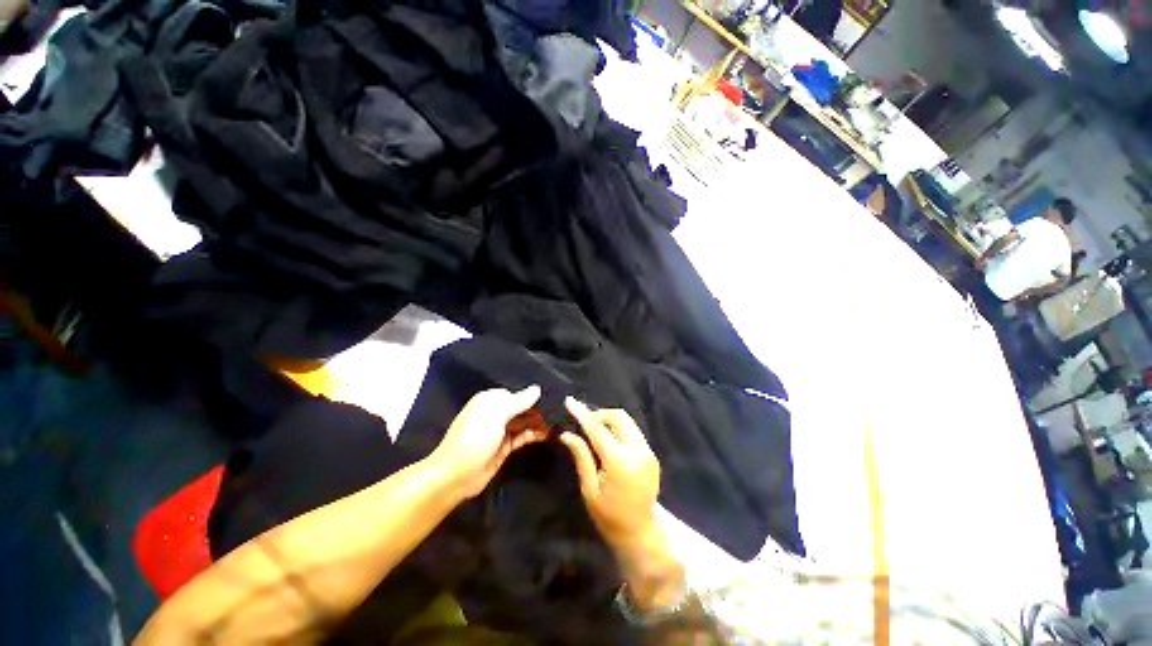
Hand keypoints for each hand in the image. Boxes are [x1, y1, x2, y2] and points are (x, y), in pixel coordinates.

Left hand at [430, 386, 547, 499]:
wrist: (456, 475)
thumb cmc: (475, 437)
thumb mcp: (497, 414)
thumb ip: (519, 401)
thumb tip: (537, 389)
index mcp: (490, 400)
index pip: (517, 393)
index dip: (532, 396)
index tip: (552, 398)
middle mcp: (496, 413)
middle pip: (521, 407)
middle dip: (538, 410)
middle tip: (558, 413)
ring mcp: (500, 430)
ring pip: (524, 422)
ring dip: (538, 423)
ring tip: (556, 424)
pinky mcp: (504, 447)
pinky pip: (522, 436)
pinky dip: (534, 434)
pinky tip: (547, 434)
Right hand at [558, 398, 660, 547]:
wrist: (640, 533)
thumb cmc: (609, 516)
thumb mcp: (589, 489)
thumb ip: (581, 456)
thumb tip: (566, 434)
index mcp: (620, 462)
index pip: (598, 429)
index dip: (583, 413)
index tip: (570, 401)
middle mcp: (638, 452)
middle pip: (619, 417)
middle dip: (600, 414)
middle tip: (584, 423)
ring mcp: (648, 452)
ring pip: (628, 421)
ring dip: (610, 420)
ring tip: (595, 431)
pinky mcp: (652, 455)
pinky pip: (634, 431)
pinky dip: (620, 429)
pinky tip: (610, 441)